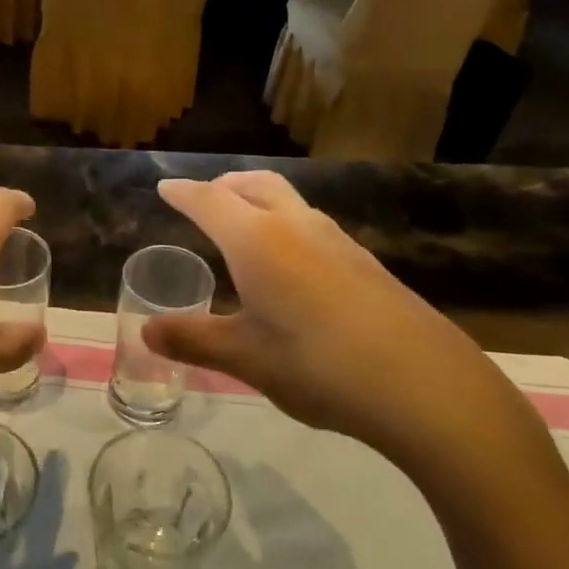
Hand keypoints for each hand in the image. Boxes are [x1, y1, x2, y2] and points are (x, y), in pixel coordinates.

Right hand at [147, 172, 549, 486]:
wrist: (422, 383)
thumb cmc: (317, 365)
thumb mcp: (245, 358)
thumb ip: (194, 339)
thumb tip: (145, 332)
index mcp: (257, 240)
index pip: (209, 201)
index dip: (183, 193)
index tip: (165, 187)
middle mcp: (296, 226)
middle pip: (255, 185)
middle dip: (226, 186)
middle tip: (207, 197)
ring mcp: (337, 240)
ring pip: (289, 202)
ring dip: (260, 201)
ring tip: (245, 225)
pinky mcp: (366, 262)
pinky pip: (313, 226)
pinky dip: (288, 226)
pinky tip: (293, 265)